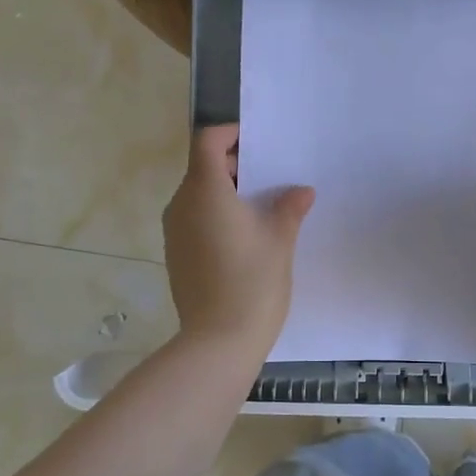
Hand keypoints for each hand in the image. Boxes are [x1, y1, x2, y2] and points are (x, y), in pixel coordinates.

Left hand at [163, 125, 314, 357]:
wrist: (219, 341)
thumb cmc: (253, 281)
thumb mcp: (280, 240)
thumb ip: (289, 208)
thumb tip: (301, 192)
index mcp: (206, 191)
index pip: (207, 142)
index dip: (230, 135)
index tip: (257, 143)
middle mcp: (182, 205)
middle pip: (202, 168)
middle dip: (234, 166)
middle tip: (269, 178)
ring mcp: (174, 232)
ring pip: (197, 195)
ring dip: (225, 192)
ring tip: (261, 208)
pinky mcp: (176, 255)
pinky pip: (194, 220)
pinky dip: (215, 215)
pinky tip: (244, 237)